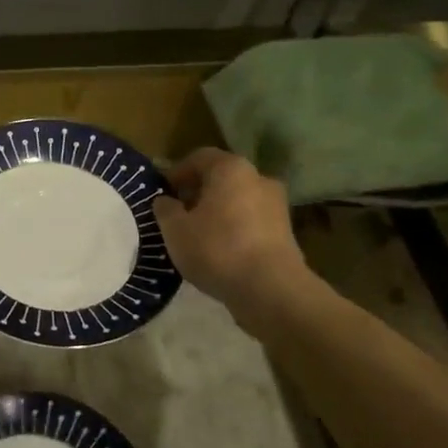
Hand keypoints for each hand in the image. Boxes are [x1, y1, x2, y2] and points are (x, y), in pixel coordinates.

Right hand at [152, 148, 308, 311]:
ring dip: (217, 211)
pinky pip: (251, 221)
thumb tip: (165, 201)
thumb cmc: (217, 249)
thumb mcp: (175, 230)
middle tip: (177, 214)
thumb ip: (165, 209)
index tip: (162, 193)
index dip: (177, 173)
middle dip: (197, 192)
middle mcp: (258, 178)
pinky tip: (219, 250)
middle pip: (221, 178)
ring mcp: (276, 205)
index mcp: (231, 168)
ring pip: (237, 200)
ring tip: (197, 235)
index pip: (199, 157)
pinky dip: (234, 228)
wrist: (271, 289)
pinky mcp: (285, 232)